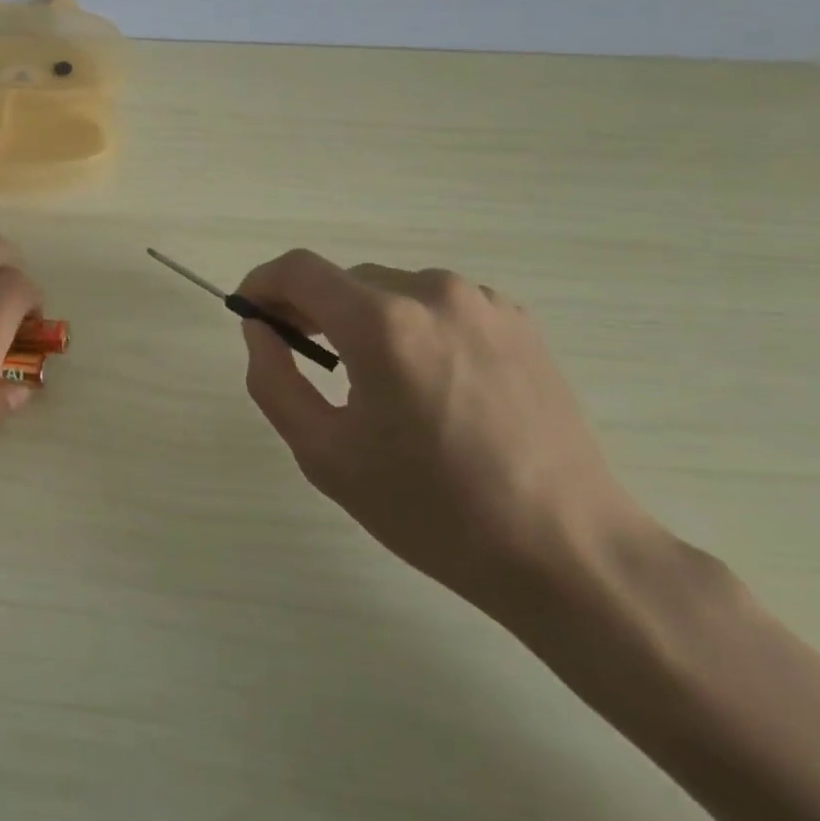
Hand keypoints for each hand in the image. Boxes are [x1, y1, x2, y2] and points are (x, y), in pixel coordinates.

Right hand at [237, 249, 648, 609]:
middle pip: (344, 280)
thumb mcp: (326, 455)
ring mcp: (482, 302)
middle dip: (312, 310)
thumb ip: (273, 380)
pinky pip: (438, 305)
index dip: (262, 283)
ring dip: (365, 320)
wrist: (569, 550)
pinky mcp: (517, 320)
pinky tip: (430, 382)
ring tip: (374, 381)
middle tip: (303, 359)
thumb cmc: (434, 509)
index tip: (250, 313)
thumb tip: (261, 329)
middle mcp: (432, 292)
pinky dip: (413, 327)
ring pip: (391, 290)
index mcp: (382, 323)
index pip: (298, 270)